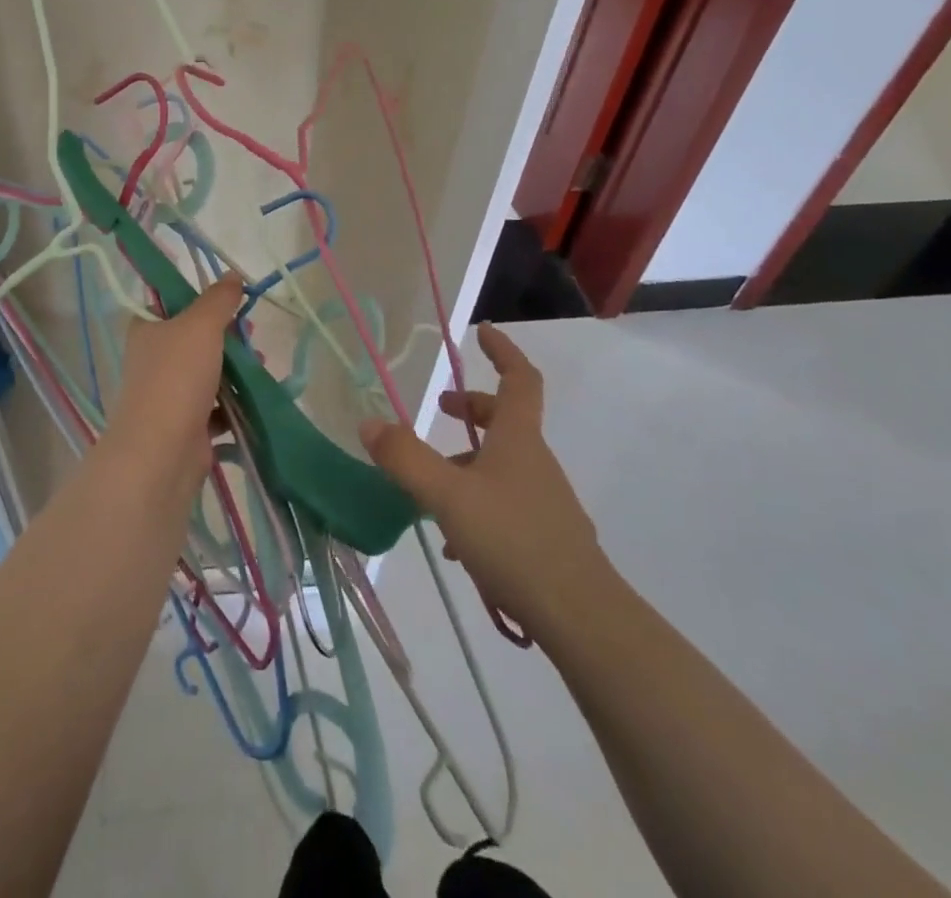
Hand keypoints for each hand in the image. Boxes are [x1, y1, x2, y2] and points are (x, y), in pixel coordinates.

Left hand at [104, 275, 242, 479]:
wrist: (162, 452)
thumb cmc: (176, 377)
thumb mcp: (200, 325)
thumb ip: (218, 299)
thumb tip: (232, 275)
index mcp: (147, 329)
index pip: (170, 303)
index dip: (200, 299)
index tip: (229, 301)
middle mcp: (153, 359)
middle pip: (195, 338)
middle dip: (227, 337)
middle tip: (251, 334)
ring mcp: (168, 394)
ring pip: (208, 373)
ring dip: (235, 370)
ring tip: (260, 366)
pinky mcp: (186, 425)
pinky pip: (215, 408)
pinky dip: (234, 403)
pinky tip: (255, 399)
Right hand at [359, 324, 606, 638]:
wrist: (581, 617)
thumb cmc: (513, 539)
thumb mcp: (447, 495)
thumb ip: (405, 458)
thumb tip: (369, 423)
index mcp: (518, 439)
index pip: (519, 378)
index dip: (502, 352)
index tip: (482, 333)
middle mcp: (535, 461)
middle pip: (507, 420)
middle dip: (472, 408)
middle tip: (439, 409)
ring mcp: (545, 501)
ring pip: (502, 465)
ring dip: (468, 462)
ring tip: (429, 490)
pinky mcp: (546, 537)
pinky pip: (506, 503)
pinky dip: (477, 503)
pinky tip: (455, 542)